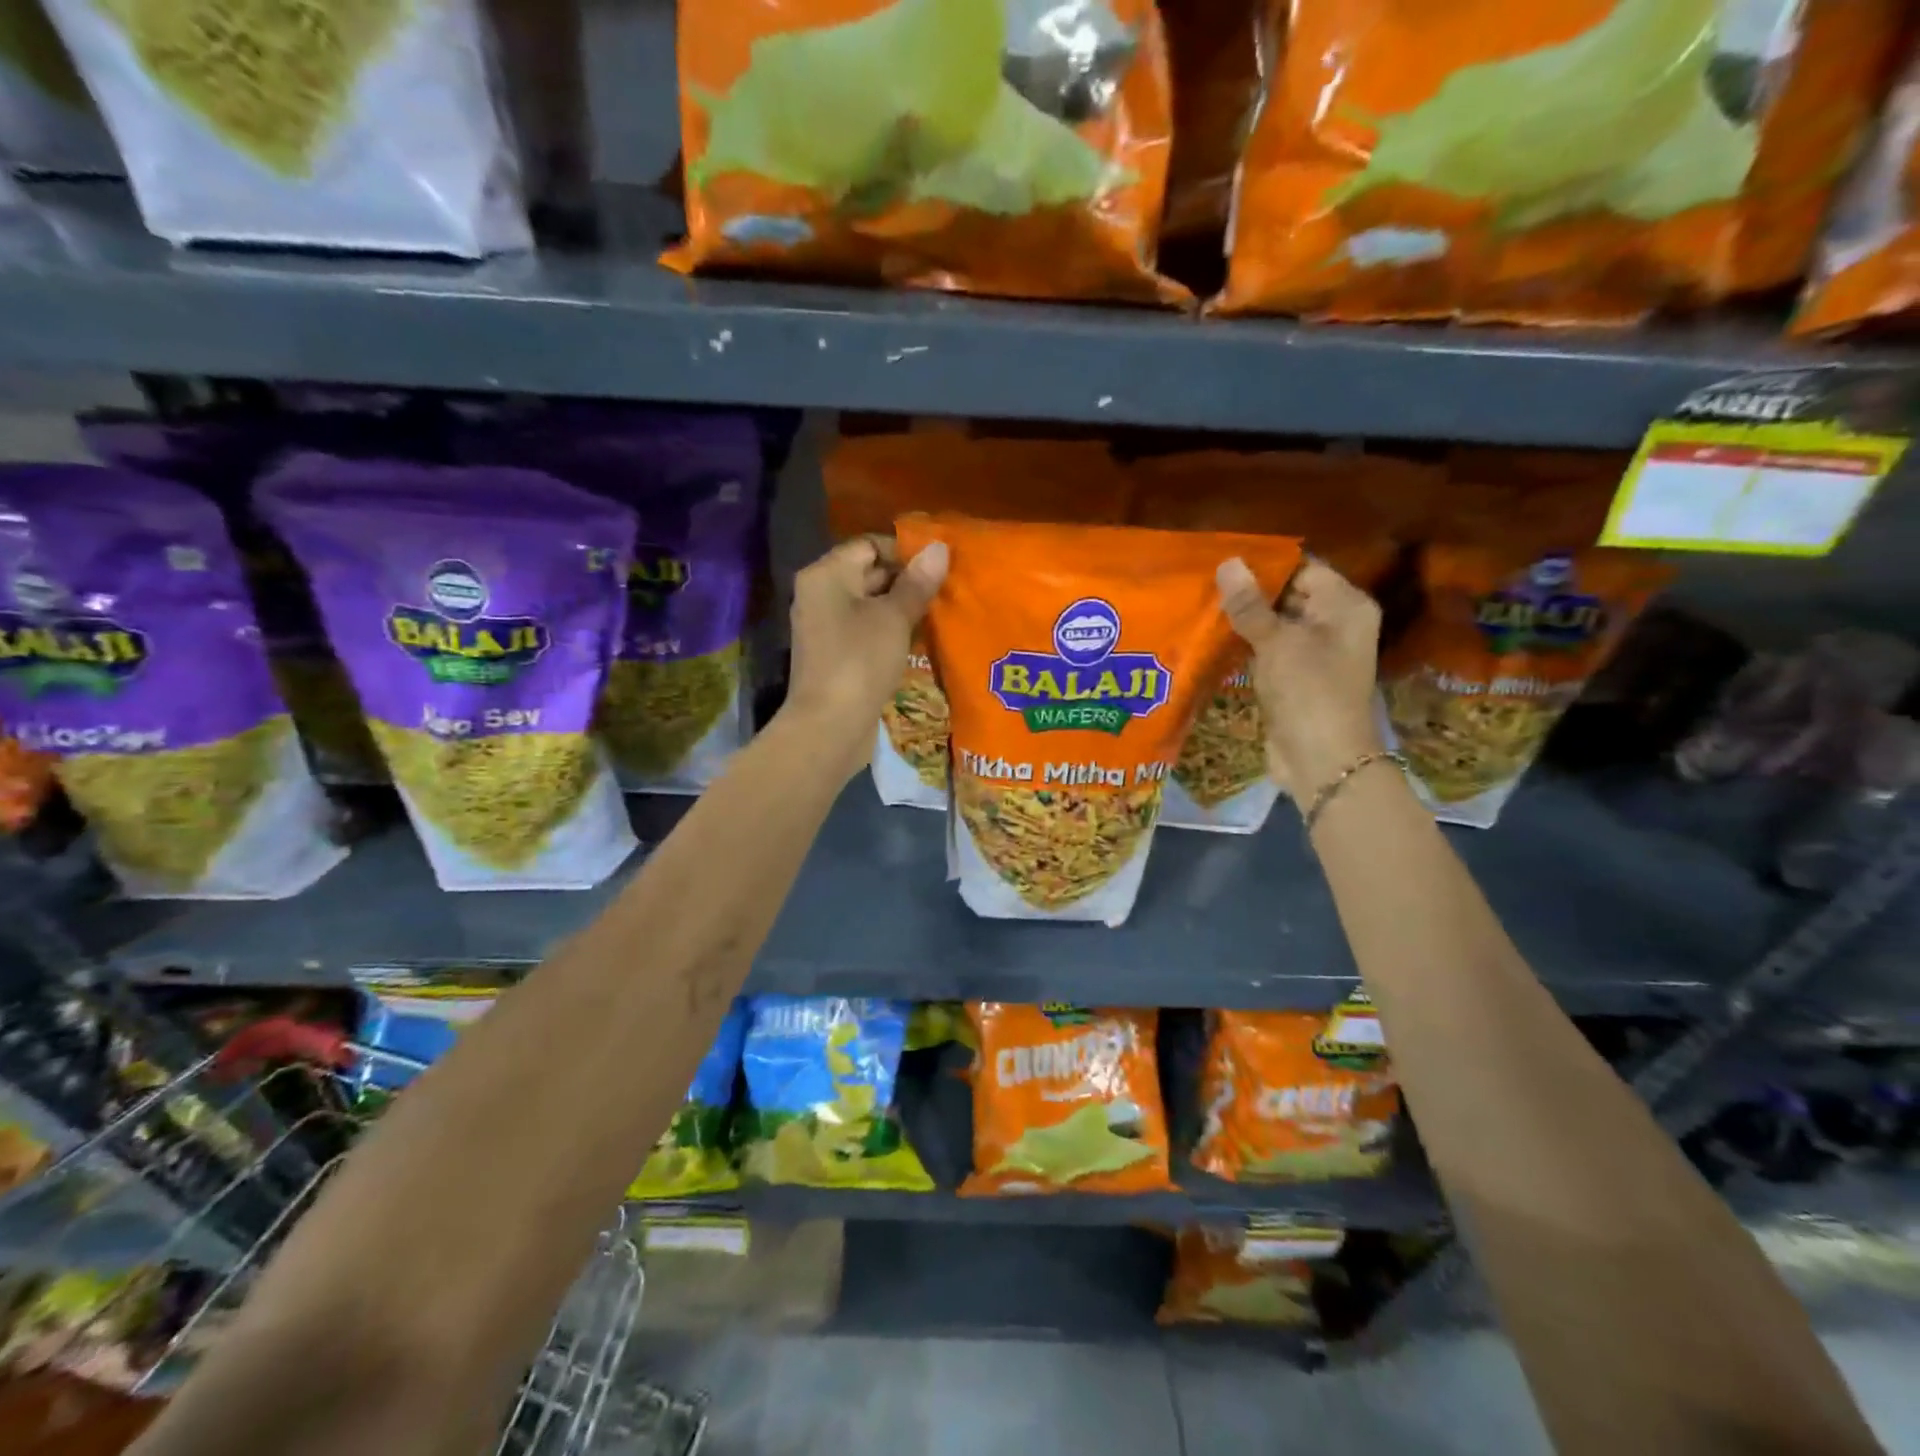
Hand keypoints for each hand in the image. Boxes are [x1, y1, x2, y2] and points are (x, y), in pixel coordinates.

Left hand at [782, 534, 948, 775]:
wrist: (829, 726)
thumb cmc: (861, 661)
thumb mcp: (894, 618)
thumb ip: (917, 583)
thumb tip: (939, 548)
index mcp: (826, 574)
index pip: (869, 545)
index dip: (905, 551)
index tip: (939, 567)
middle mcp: (820, 594)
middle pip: (868, 573)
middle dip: (907, 580)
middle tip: (946, 590)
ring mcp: (825, 626)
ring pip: (870, 604)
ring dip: (902, 608)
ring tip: (939, 613)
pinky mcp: (835, 654)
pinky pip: (865, 630)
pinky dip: (890, 631)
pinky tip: (919, 640)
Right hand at [1217, 556, 1384, 801]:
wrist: (1321, 760)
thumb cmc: (1309, 691)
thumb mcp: (1278, 642)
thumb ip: (1250, 604)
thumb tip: (1228, 562)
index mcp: (1344, 606)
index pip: (1303, 568)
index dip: (1264, 565)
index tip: (1221, 561)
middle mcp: (1334, 624)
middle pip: (1288, 595)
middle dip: (1248, 592)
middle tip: (1202, 581)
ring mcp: (1313, 654)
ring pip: (1273, 625)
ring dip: (1242, 620)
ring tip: (1199, 605)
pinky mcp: (1293, 678)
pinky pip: (1266, 651)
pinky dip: (1243, 646)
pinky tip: (1210, 638)